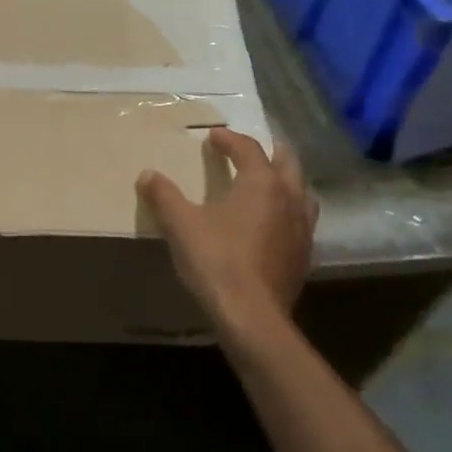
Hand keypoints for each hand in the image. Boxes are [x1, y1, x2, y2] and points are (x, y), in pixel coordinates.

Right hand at [139, 127, 316, 324]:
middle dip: (269, 151)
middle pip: (287, 163)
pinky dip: (289, 212)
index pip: (248, 149)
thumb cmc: (216, 261)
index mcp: (262, 183)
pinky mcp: (304, 255)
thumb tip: (147, 174)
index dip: (229, 139)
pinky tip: (275, 225)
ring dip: (286, 181)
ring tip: (271, 182)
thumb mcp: (181, 225)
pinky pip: (302, 221)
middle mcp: (289, 198)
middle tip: (253, 148)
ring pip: (301, 192)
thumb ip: (164, 196)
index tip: (213, 136)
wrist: (251, 315)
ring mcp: (302, 228)